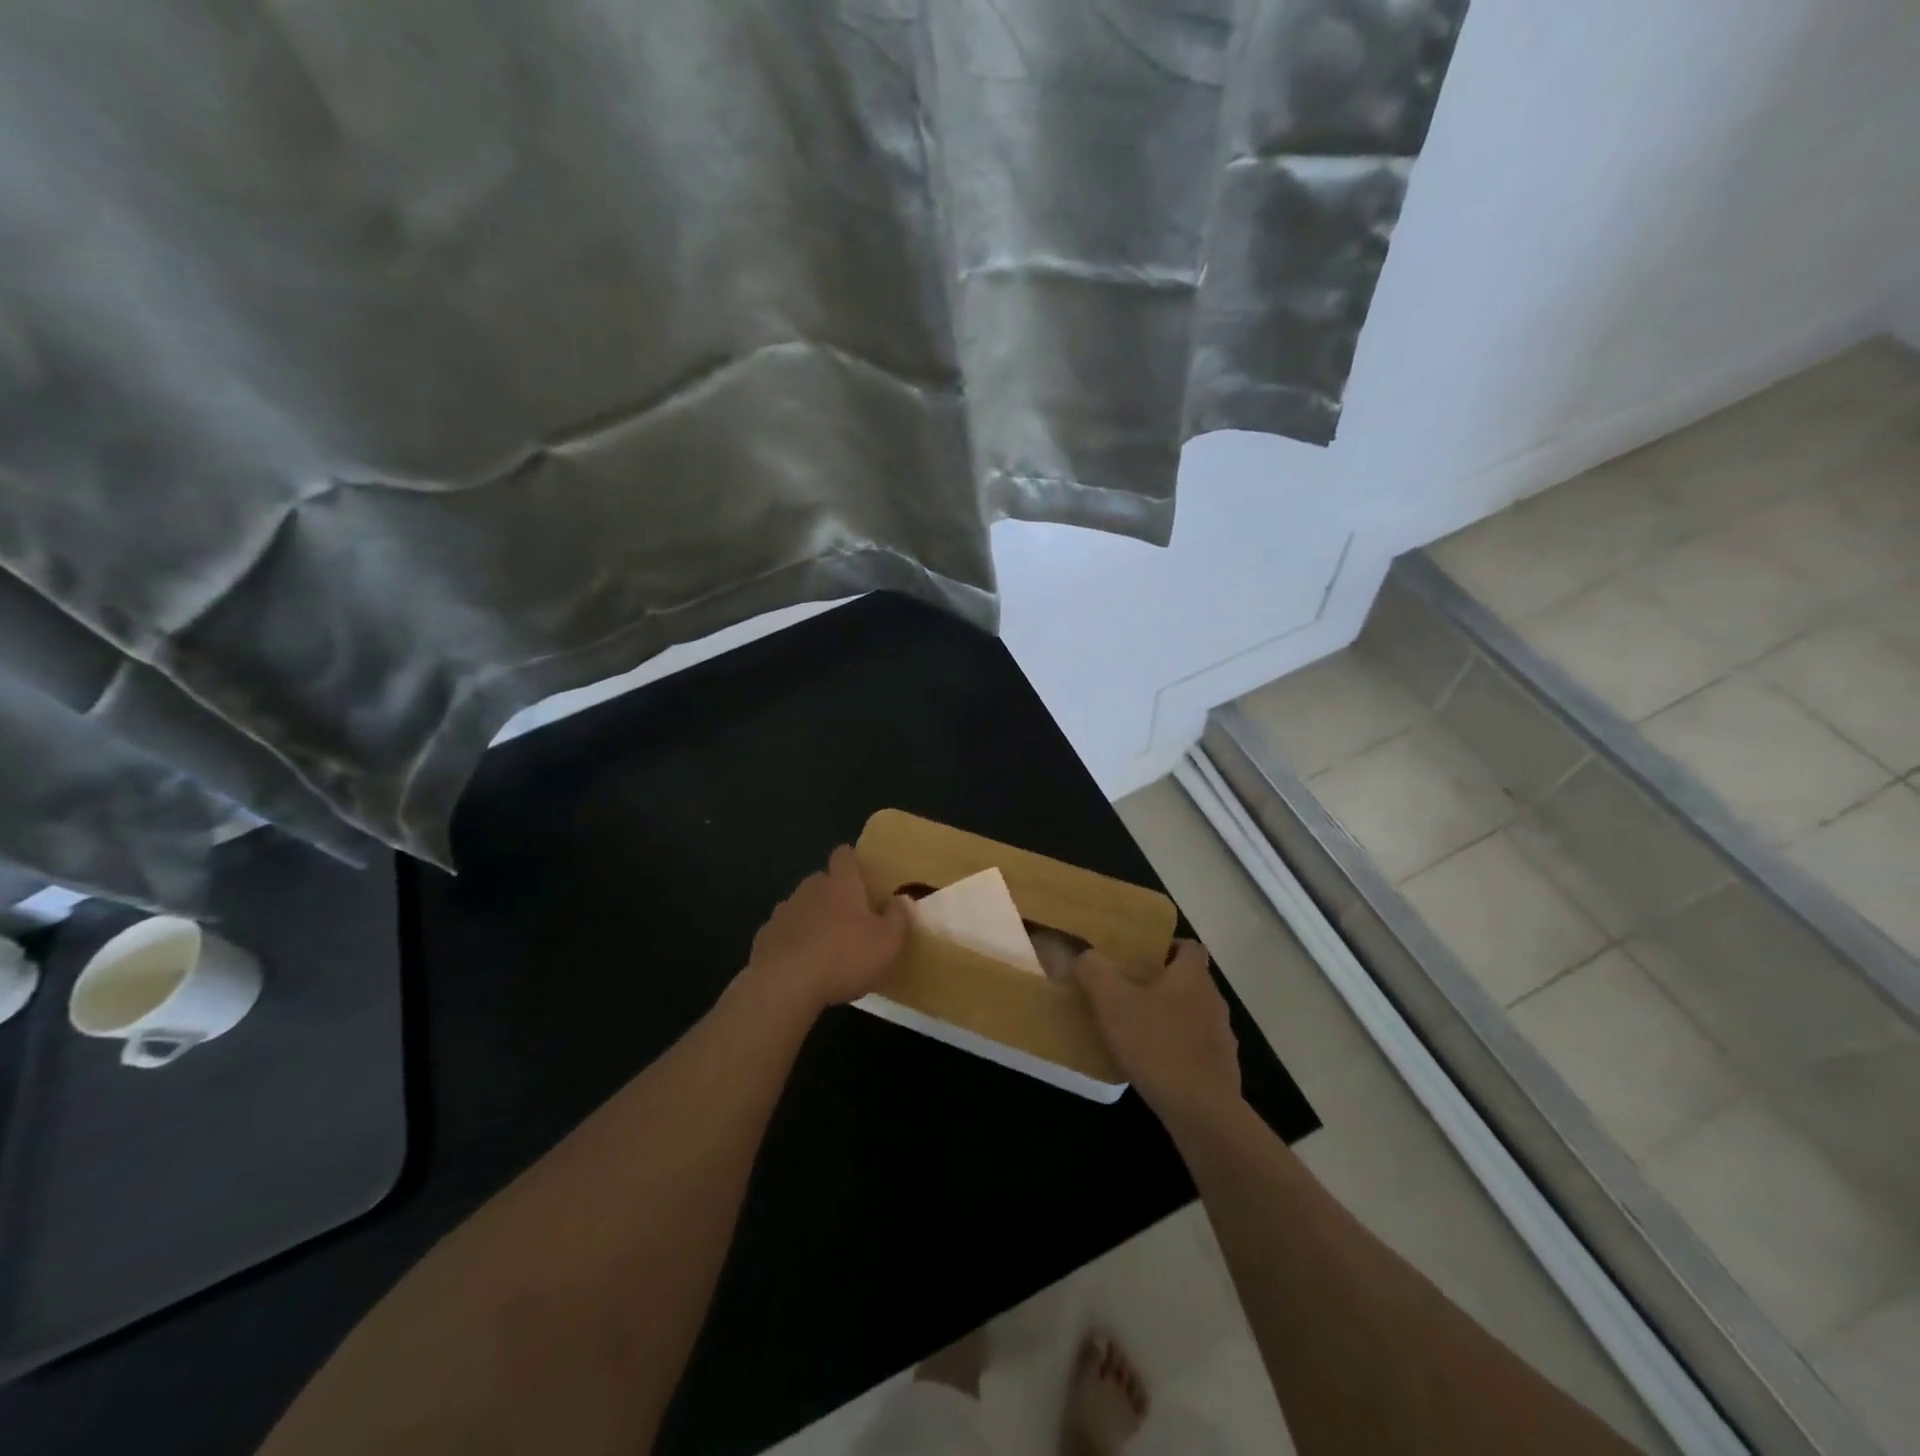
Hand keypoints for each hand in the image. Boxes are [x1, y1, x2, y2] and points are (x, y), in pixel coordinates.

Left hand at [744, 846, 908, 1015]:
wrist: (784, 985)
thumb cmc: (844, 957)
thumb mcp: (888, 943)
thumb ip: (899, 918)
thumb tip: (902, 899)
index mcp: (841, 884)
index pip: (844, 855)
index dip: (853, 861)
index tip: (863, 875)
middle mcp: (810, 889)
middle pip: (822, 880)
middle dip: (834, 893)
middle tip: (851, 917)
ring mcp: (783, 911)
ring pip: (802, 905)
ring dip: (813, 918)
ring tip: (826, 945)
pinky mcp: (765, 937)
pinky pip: (784, 931)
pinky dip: (793, 941)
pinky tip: (802, 964)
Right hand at [1076, 941, 1240, 1126]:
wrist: (1202, 1112)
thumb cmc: (1157, 1045)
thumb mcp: (1112, 1003)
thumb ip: (1094, 971)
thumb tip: (1085, 954)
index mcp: (1193, 976)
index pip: (1190, 946)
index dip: (1167, 946)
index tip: (1141, 957)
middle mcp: (1213, 1000)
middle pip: (1189, 981)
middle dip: (1161, 983)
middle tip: (1127, 990)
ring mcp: (1222, 1037)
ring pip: (1193, 1015)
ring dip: (1169, 1018)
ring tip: (1136, 1028)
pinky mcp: (1222, 1070)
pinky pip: (1196, 1048)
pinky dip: (1177, 1049)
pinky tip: (1153, 1063)